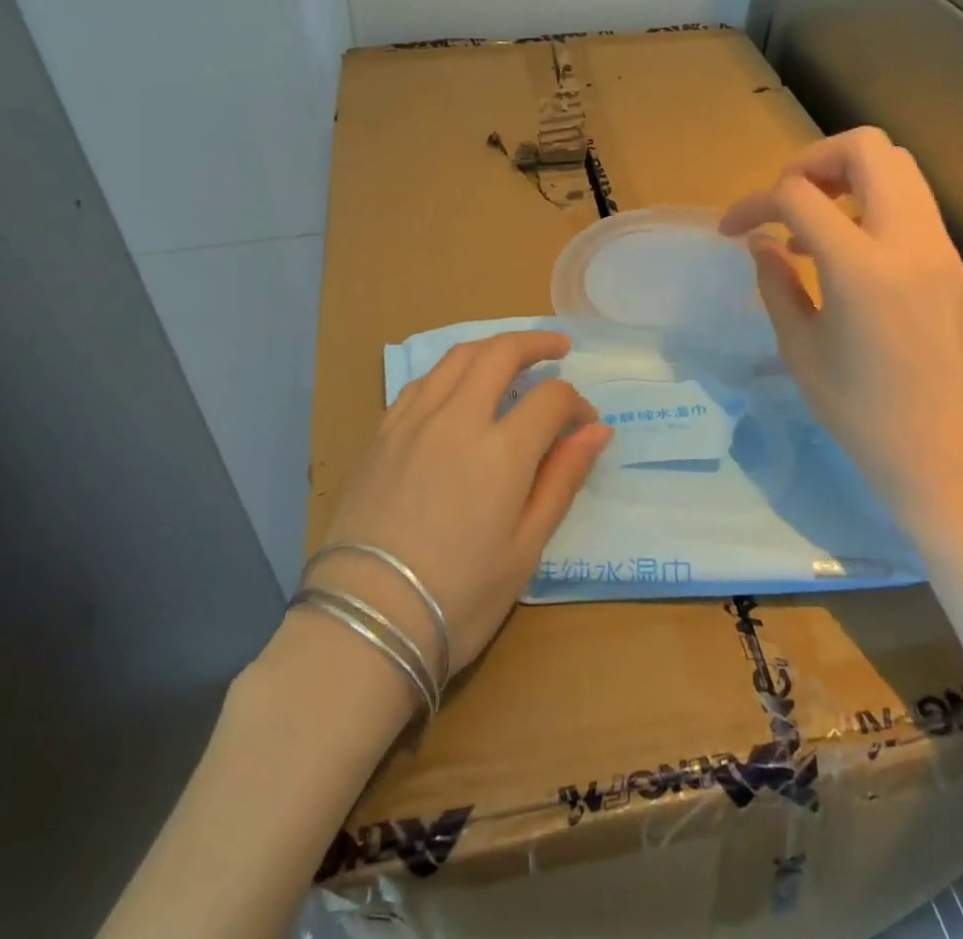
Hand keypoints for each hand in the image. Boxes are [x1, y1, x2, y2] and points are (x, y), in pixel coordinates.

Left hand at [312, 331, 610, 682]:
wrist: (365, 620)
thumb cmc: (459, 597)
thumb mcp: (525, 549)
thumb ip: (562, 480)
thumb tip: (597, 430)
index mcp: (501, 450)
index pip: (551, 399)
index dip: (576, 404)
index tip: (584, 425)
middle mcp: (457, 418)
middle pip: (501, 354)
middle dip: (536, 343)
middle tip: (558, 348)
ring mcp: (414, 420)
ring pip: (457, 358)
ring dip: (492, 348)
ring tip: (511, 358)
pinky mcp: (383, 432)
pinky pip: (422, 382)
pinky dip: (451, 372)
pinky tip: (457, 388)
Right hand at [719, 127, 962, 516]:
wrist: (944, 455)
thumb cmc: (860, 412)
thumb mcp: (799, 348)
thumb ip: (775, 282)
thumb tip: (761, 242)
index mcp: (861, 268)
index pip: (799, 194)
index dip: (755, 202)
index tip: (733, 229)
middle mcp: (908, 242)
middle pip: (867, 148)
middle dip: (812, 160)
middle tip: (783, 199)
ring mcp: (940, 248)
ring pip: (898, 167)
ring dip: (846, 176)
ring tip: (812, 221)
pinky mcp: (953, 263)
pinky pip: (912, 202)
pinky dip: (871, 202)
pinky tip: (845, 249)